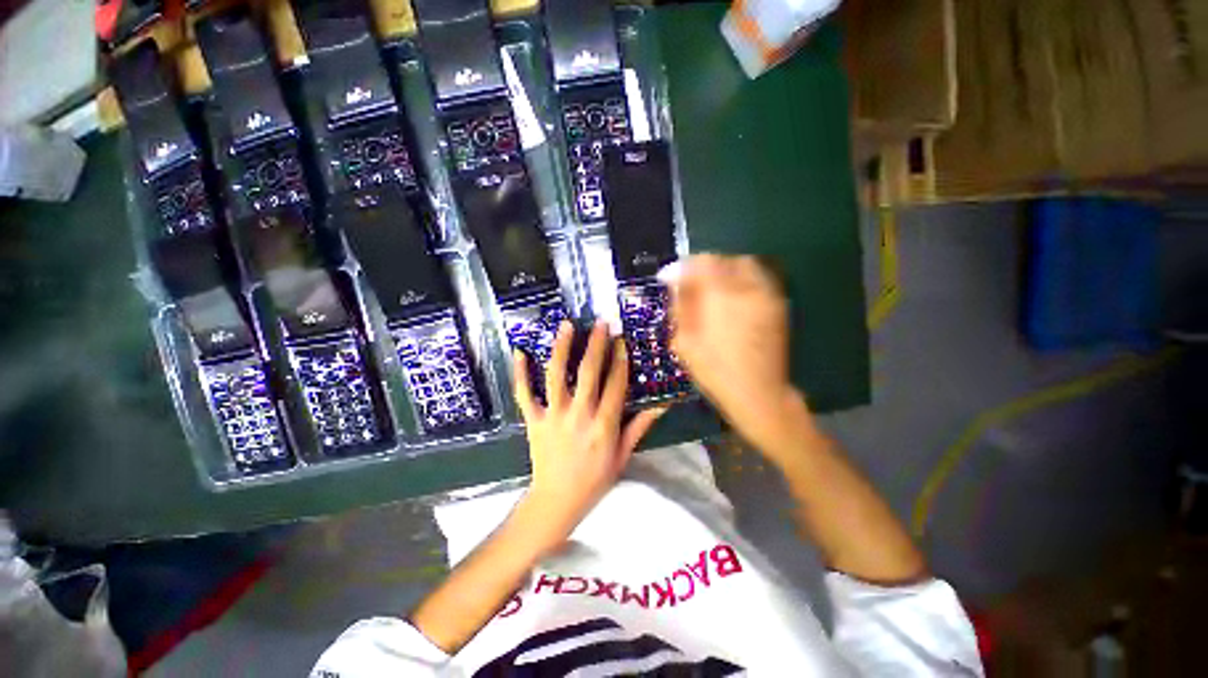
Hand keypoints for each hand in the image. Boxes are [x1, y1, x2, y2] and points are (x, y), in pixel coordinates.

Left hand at [513, 321, 666, 542]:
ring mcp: (553, 416)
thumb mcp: (623, 455)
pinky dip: (520, 373)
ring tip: (566, 326)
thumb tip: (661, 404)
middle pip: (588, 373)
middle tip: (600, 324)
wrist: (556, 501)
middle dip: (596, 345)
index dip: (620, 360)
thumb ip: (640, 426)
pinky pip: (524, 394)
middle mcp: (579, 415)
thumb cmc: (594, 479)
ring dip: (562, 349)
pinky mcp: (533, 420)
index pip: (615, 385)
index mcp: (604, 425)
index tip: (622, 339)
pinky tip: (520, 351)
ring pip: (556, 376)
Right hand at [669, 254, 798, 449]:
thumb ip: (680, 306)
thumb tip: (677, 283)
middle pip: (724, 260)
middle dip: (704, 266)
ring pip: (745, 265)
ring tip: (711, 289)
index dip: (682, 267)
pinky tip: (731, 298)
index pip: (701, 263)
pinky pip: (758, 279)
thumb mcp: (684, 341)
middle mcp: (747, 287)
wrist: (758, 393)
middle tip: (691, 282)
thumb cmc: (714, 370)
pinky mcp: (778, 305)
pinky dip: (741, 280)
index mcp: (721, 295)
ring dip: (724, 270)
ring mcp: (767, 294)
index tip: (669, 277)